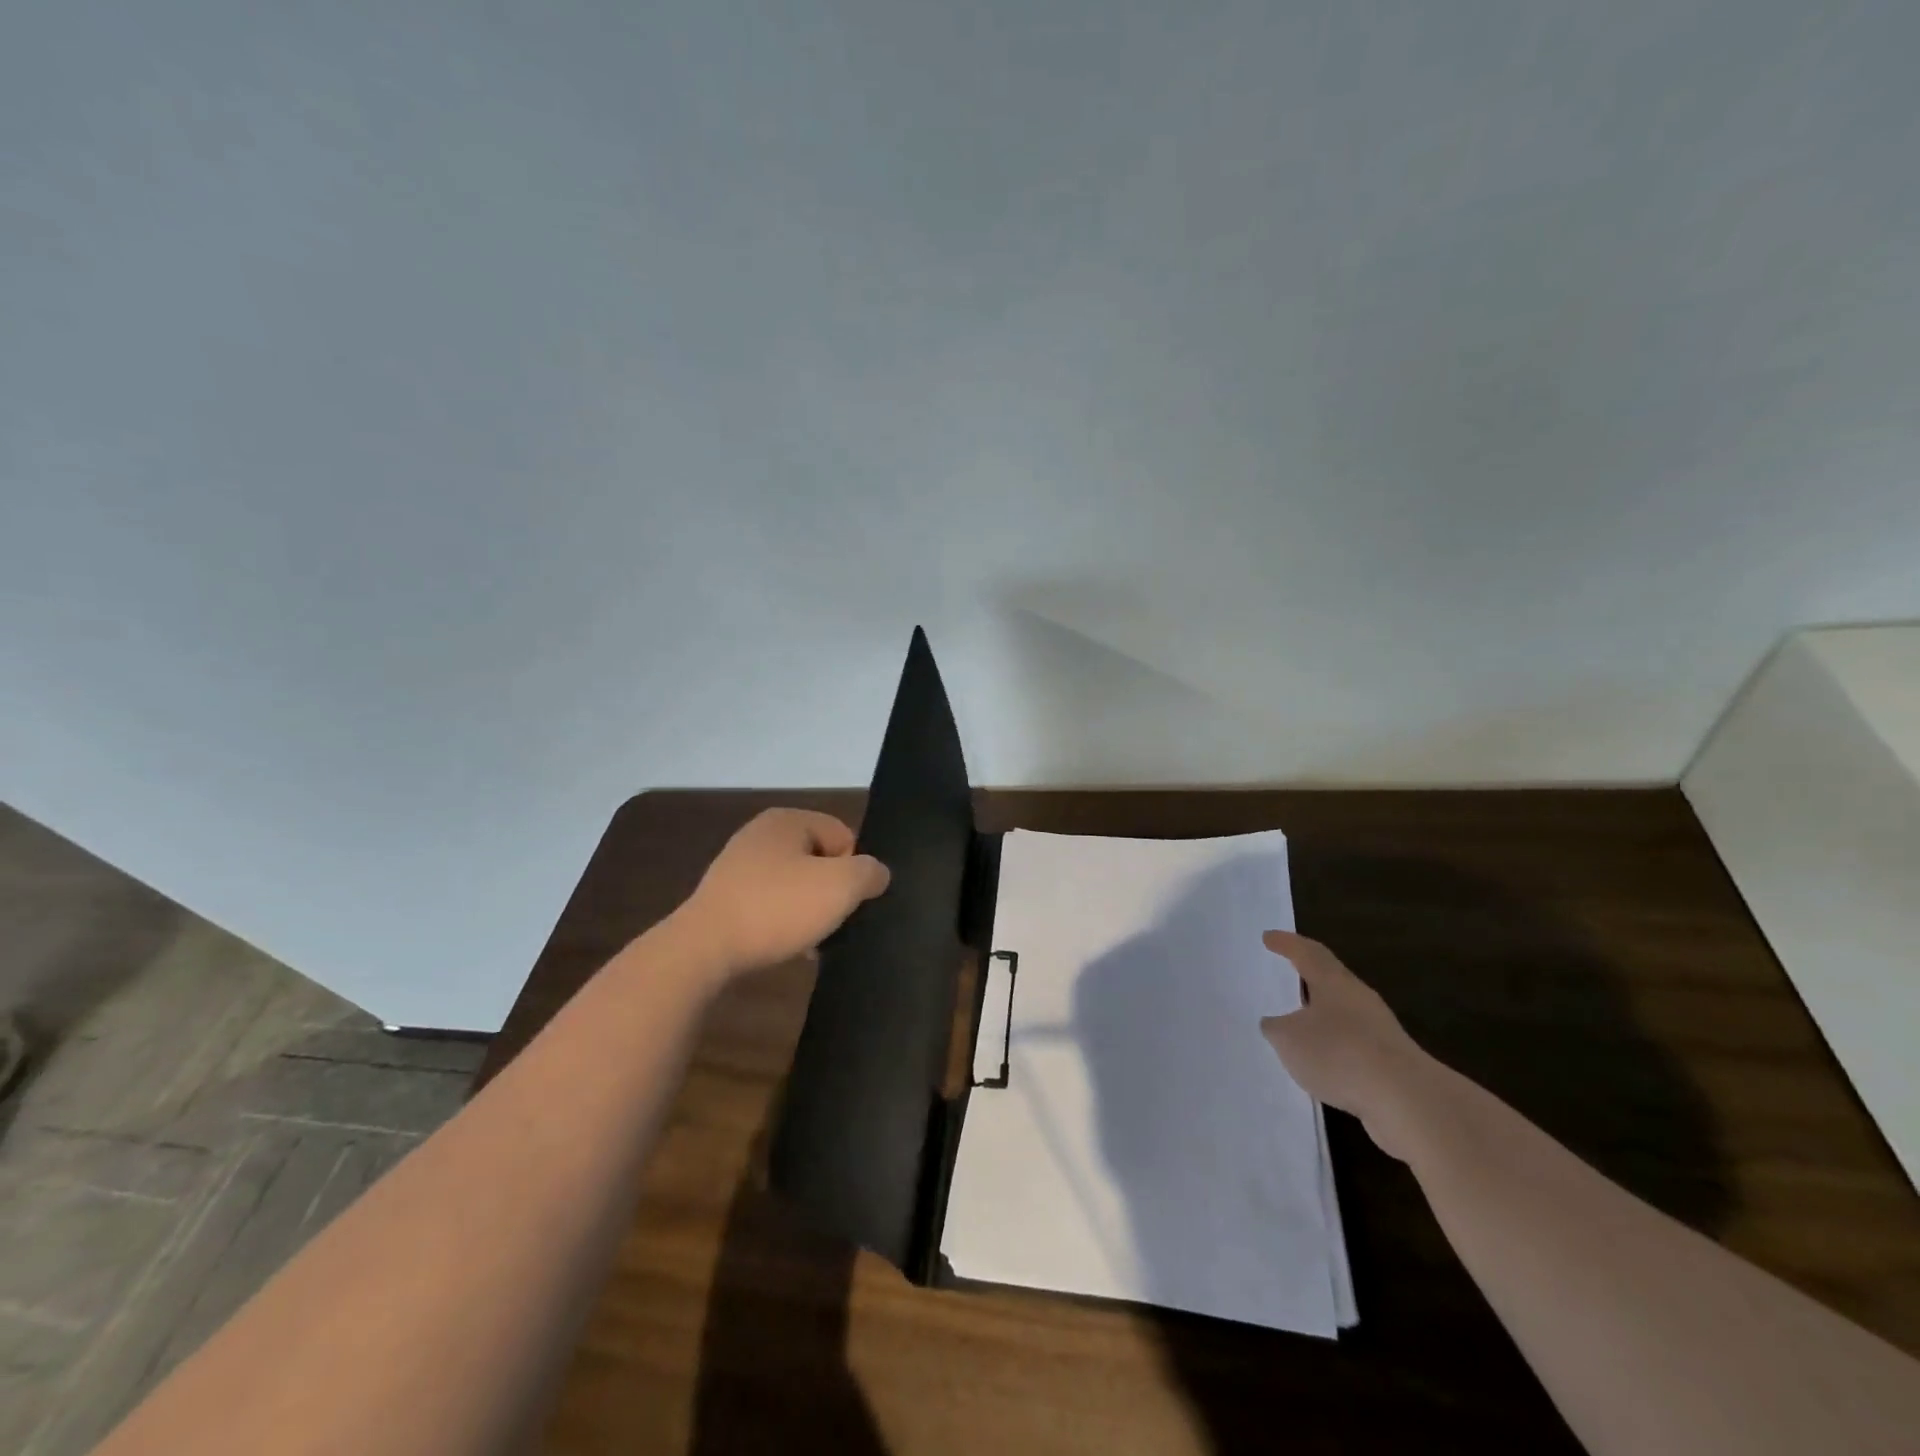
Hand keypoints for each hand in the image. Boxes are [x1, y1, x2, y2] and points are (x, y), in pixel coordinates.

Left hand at [672, 809, 890, 978]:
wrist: (704, 949)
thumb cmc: (778, 907)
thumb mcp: (841, 886)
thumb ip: (870, 873)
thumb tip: (877, 873)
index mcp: (788, 819)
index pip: (844, 836)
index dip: (854, 869)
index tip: (847, 901)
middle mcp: (761, 834)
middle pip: (819, 860)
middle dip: (830, 891)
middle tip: (832, 922)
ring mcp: (738, 865)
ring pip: (795, 885)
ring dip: (808, 910)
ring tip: (811, 940)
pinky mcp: (725, 897)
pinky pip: (770, 904)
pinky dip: (782, 923)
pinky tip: (787, 947)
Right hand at [1259, 930, 1435, 1161]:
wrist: (1408, 1101)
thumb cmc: (1339, 1054)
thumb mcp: (1288, 1039)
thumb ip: (1275, 1028)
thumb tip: (1275, 1024)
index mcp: (1333, 982)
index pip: (1307, 952)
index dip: (1286, 943)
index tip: (1268, 937)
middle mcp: (1359, 997)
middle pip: (1330, 978)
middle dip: (1307, 975)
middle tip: (1286, 974)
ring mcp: (1380, 1029)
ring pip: (1343, 1011)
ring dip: (1321, 1014)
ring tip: (1298, 1024)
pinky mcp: (1391, 1061)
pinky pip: (1353, 1043)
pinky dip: (1334, 1045)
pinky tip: (1322, 1063)